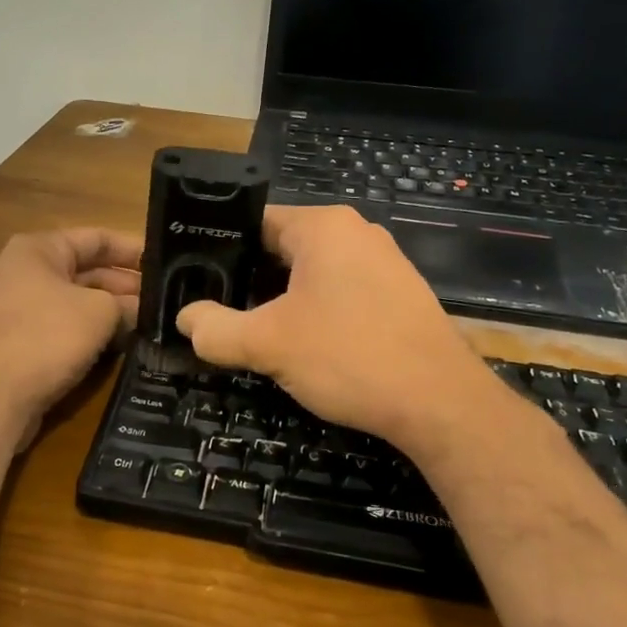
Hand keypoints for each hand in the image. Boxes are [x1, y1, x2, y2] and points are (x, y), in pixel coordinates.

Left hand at [0, 228, 141, 448]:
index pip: (95, 238)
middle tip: (161, 302)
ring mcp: (11, 309)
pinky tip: (114, 348)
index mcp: (36, 250)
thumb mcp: (99, 313)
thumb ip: (126, 305)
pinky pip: (56, 328)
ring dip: (106, 312)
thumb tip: (139, 310)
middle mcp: (19, 272)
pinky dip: (84, 333)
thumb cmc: (45, 339)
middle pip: (83, 271)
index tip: (164, 265)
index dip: (131, 250)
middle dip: (122, 286)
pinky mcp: (10, 343)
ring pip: (71, 302)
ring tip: (146, 325)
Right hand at [176, 205, 518, 458]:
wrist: (441, 404)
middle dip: (251, 281)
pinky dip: (318, 311)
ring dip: (284, 300)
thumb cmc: (349, 357)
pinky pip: (343, 291)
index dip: (220, 251)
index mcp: (324, 226)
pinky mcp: (401, 294)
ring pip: (314, 273)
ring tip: (257, 332)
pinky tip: (308, 345)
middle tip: (220, 313)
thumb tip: (185, 319)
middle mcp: (357, 232)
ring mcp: (385, 262)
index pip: (254, 222)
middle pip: (283, 248)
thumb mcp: (268, 344)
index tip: (196, 281)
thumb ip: (216, 329)